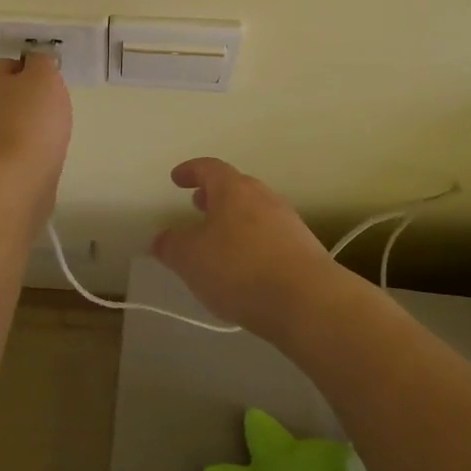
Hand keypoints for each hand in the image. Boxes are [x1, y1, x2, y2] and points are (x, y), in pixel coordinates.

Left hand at [0, 54, 72, 189]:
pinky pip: (9, 149)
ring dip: (28, 129)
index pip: (11, 65)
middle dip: (31, 103)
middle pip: (8, 95)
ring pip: (9, 123)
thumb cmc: (30, 121)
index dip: (35, 75)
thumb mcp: (45, 76)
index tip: (50, 91)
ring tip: (48, 140)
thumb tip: (36, 63)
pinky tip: (38, 159)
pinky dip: (24, 152)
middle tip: (51, 114)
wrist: (15, 181)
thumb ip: (41, 61)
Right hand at [153, 158, 346, 334]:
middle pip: (236, 188)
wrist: (308, 301)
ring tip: (219, 242)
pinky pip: (271, 238)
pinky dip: (253, 245)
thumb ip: (171, 245)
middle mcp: (264, 198)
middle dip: (215, 196)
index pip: (210, 168)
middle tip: (198, 206)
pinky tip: (245, 270)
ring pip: (255, 213)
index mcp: (234, 190)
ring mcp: (289, 223)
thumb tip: (163, 239)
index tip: (177, 178)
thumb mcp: (190, 258)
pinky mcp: (305, 252)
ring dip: (235, 221)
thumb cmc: (240, 268)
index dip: (191, 171)